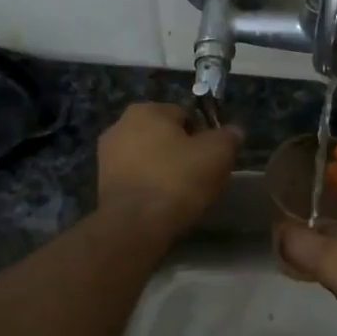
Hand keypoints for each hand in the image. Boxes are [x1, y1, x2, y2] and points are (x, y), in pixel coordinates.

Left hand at [97, 103, 241, 241]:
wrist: (135, 225)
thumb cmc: (177, 179)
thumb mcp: (217, 154)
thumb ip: (228, 136)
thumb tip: (234, 131)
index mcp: (146, 110)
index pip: (185, 115)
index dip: (203, 135)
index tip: (212, 158)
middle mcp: (120, 125)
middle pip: (164, 135)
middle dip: (181, 151)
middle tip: (200, 176)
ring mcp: (107, 156)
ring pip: (149, 157)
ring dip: (164, 169)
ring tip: (182, 193)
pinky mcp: (102, 183)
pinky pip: (137, 178)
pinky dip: (149, 186)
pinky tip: (162, 203)